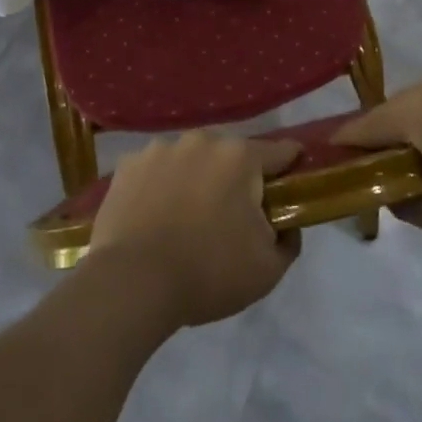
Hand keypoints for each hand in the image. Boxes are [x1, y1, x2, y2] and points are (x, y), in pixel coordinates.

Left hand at [88, 132, 302, 329]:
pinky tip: (155, 217)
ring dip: (195, 179)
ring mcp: (161, 148)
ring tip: (186, 219)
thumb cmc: (209, 272)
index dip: (290, 164)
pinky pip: (156, 170)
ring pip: (190, 160)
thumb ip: (288, 239)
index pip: (278, 152)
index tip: (292, 178)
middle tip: (231, 216)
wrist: (134, 281)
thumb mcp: (268, 270)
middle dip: (235, 179)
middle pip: (229, 156)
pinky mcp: (129, 164)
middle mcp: (201, 141)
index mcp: (239, 157)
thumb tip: (285, 223)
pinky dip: (160, 186)